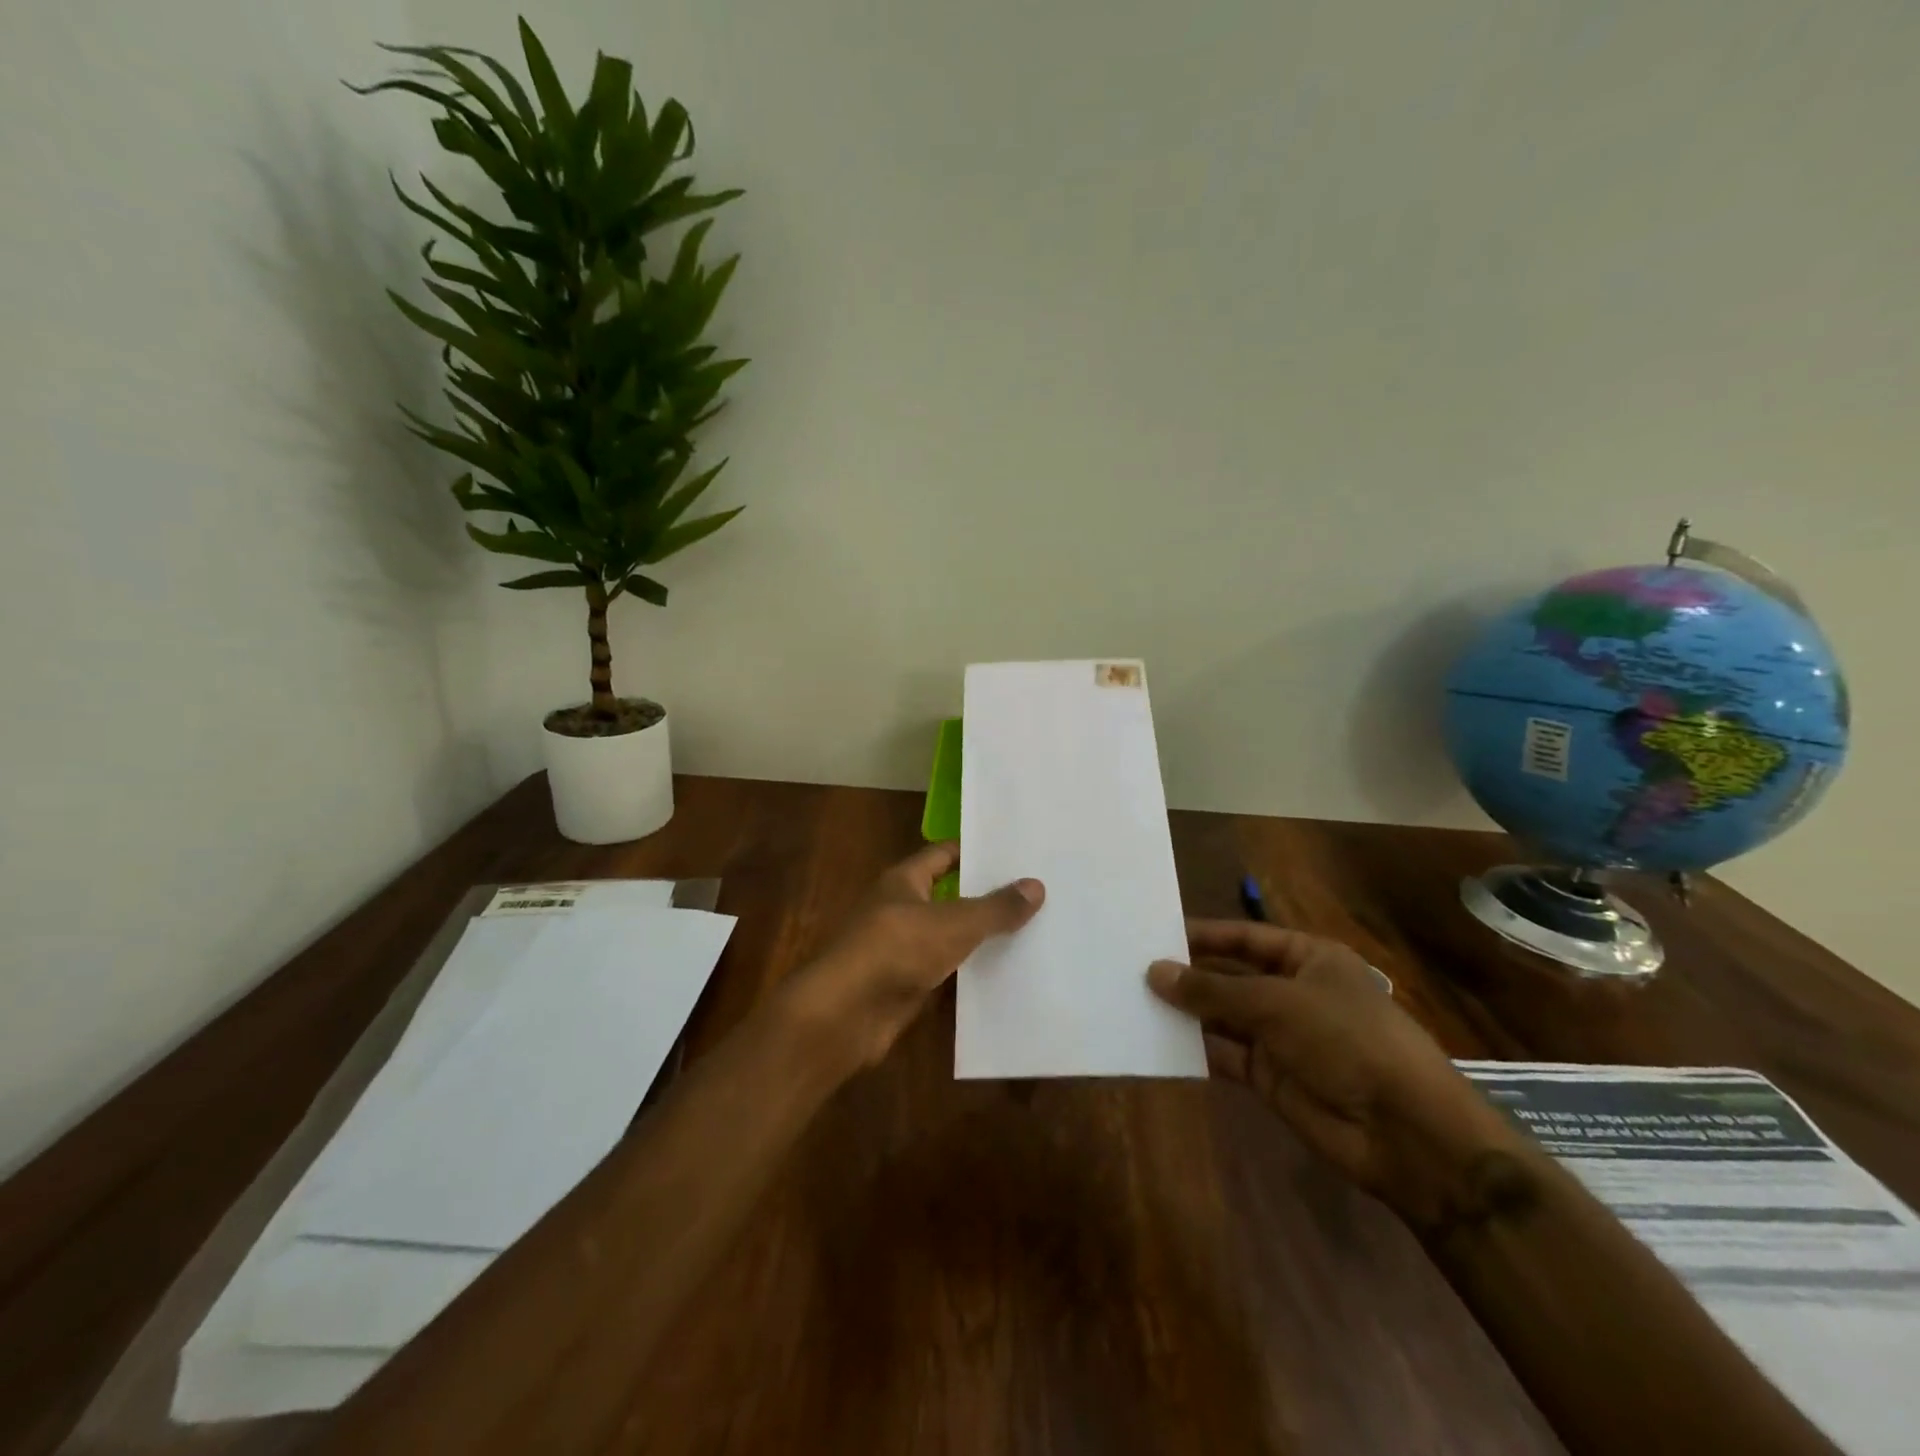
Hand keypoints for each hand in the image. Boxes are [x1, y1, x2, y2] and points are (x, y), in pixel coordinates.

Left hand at [779, 842, 1043, 1073]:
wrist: (845, 1015)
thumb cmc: (896, 950)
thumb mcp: (953, 923)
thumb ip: (995, 907)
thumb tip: (1036, 885)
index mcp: (904, 881)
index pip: (944, 855)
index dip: (976, 852)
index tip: (1015, 854)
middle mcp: (901, 909)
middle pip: (949, 895)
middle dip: (986, 896)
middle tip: (1035, 894)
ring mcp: (902, 949)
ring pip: (949, 936)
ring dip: (980, 937)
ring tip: (1032, 931)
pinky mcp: (906, 985)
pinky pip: (945, 971)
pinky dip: (969, 972)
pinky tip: (1005, 974)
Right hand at [1147, 921, 1523, 1225]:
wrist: (1404, 1131)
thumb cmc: (1346, 1039)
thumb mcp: (1276, 1003)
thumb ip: (1212, 989)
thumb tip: (1154, 971)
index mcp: (1308, 958)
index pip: (1244, 937)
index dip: (1202, 935)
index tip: (1154, 934)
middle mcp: (1292, 991)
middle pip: (1230, 975)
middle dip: (1188, 974)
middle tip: (1133, 967)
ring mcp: (1281, 1035)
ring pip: (1223, 1016)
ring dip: (1187, 1011)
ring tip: (1135, 999)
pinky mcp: (1271, 1076)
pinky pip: (1225, 1054)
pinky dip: (1196, 1048)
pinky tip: (1158, 1039)